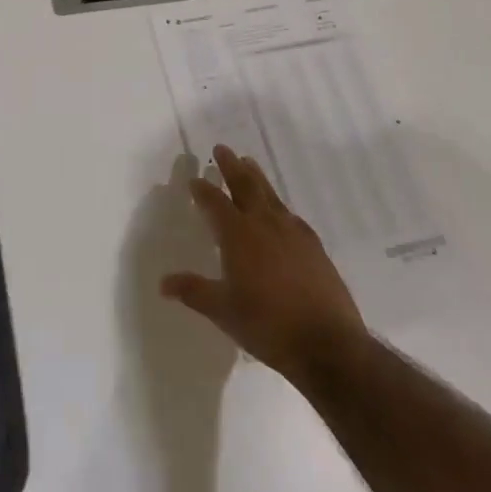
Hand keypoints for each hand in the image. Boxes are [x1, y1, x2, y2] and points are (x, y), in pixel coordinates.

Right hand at [161, 144, 366, 385]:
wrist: (327, 343)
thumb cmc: (267, 325)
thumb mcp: (223, 311)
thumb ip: (194, 291)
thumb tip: (163, 283)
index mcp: (238, 234)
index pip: (214, 202)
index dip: (202, 190)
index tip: (194, 180)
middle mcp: (264, 223)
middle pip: (245, 185)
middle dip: (231, 166)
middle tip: (222, 148)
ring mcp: (292, 231)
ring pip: (269, 194)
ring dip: (256, 177)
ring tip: (249, 163)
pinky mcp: (313, 244)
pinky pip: (289, 213)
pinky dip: (277, 204)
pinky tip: (279, 211)